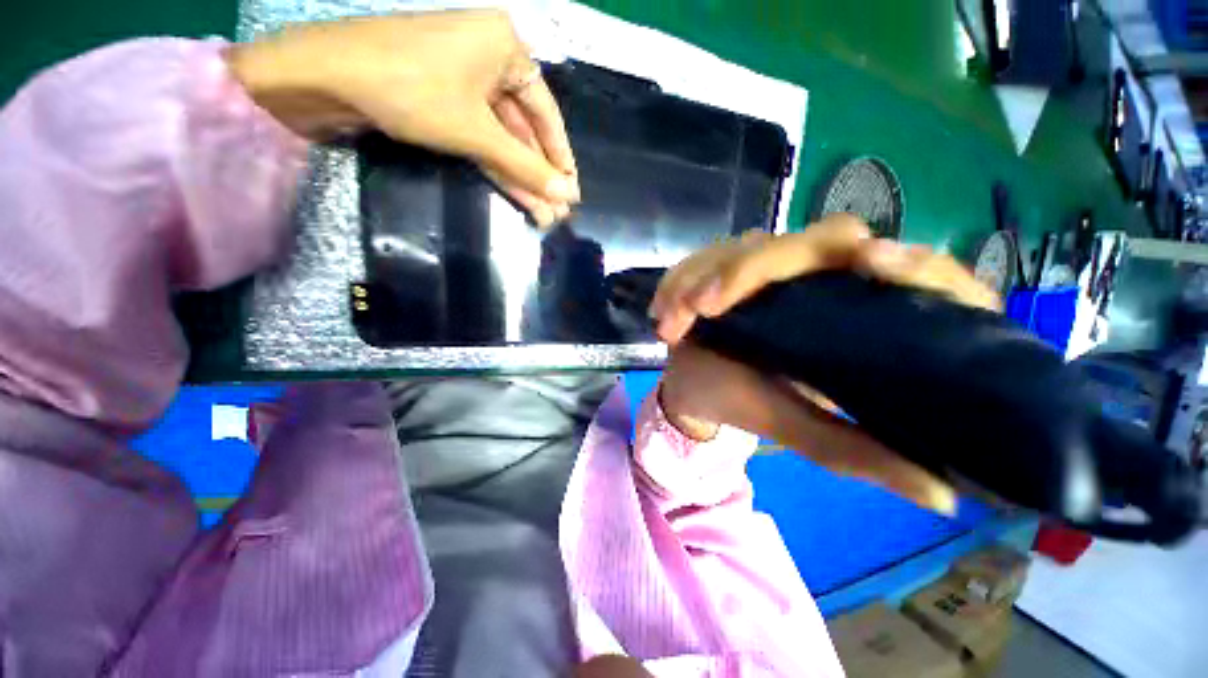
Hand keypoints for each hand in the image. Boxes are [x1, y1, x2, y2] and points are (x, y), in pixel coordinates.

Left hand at [227, 10, 578, 227]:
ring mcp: (466, 83)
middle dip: (540, 174)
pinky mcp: (446, 104)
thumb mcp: (477, 131)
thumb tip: (566, 197)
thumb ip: (525, 166)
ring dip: (522, 178)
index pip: (547, 114)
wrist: (325, 79)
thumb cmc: (411, 89)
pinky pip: (483, 139)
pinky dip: (499, 168)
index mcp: (506, 48)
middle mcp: (491, 60)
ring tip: (543, 215)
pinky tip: (519, 197)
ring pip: (504, 139)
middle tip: (558, 211)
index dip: (560, 157)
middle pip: (525, 129)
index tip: (572, 190)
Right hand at [653, 215, 1001, 513]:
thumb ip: (861, 453)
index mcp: (862, 311)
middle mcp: (822, 274)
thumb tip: (947, 497)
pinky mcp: (731, 261)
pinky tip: (662, 310)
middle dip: (755, 269)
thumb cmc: (751, 404)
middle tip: (706, 306)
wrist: (696, 385)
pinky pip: (707, 256)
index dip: (909, 261)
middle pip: (822, 238)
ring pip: (751, 244)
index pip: (915, 269)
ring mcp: (771, 262)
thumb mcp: (804, 430)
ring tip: (670, 321)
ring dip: (705, 275)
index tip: (869, 264)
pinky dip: (680, 279)